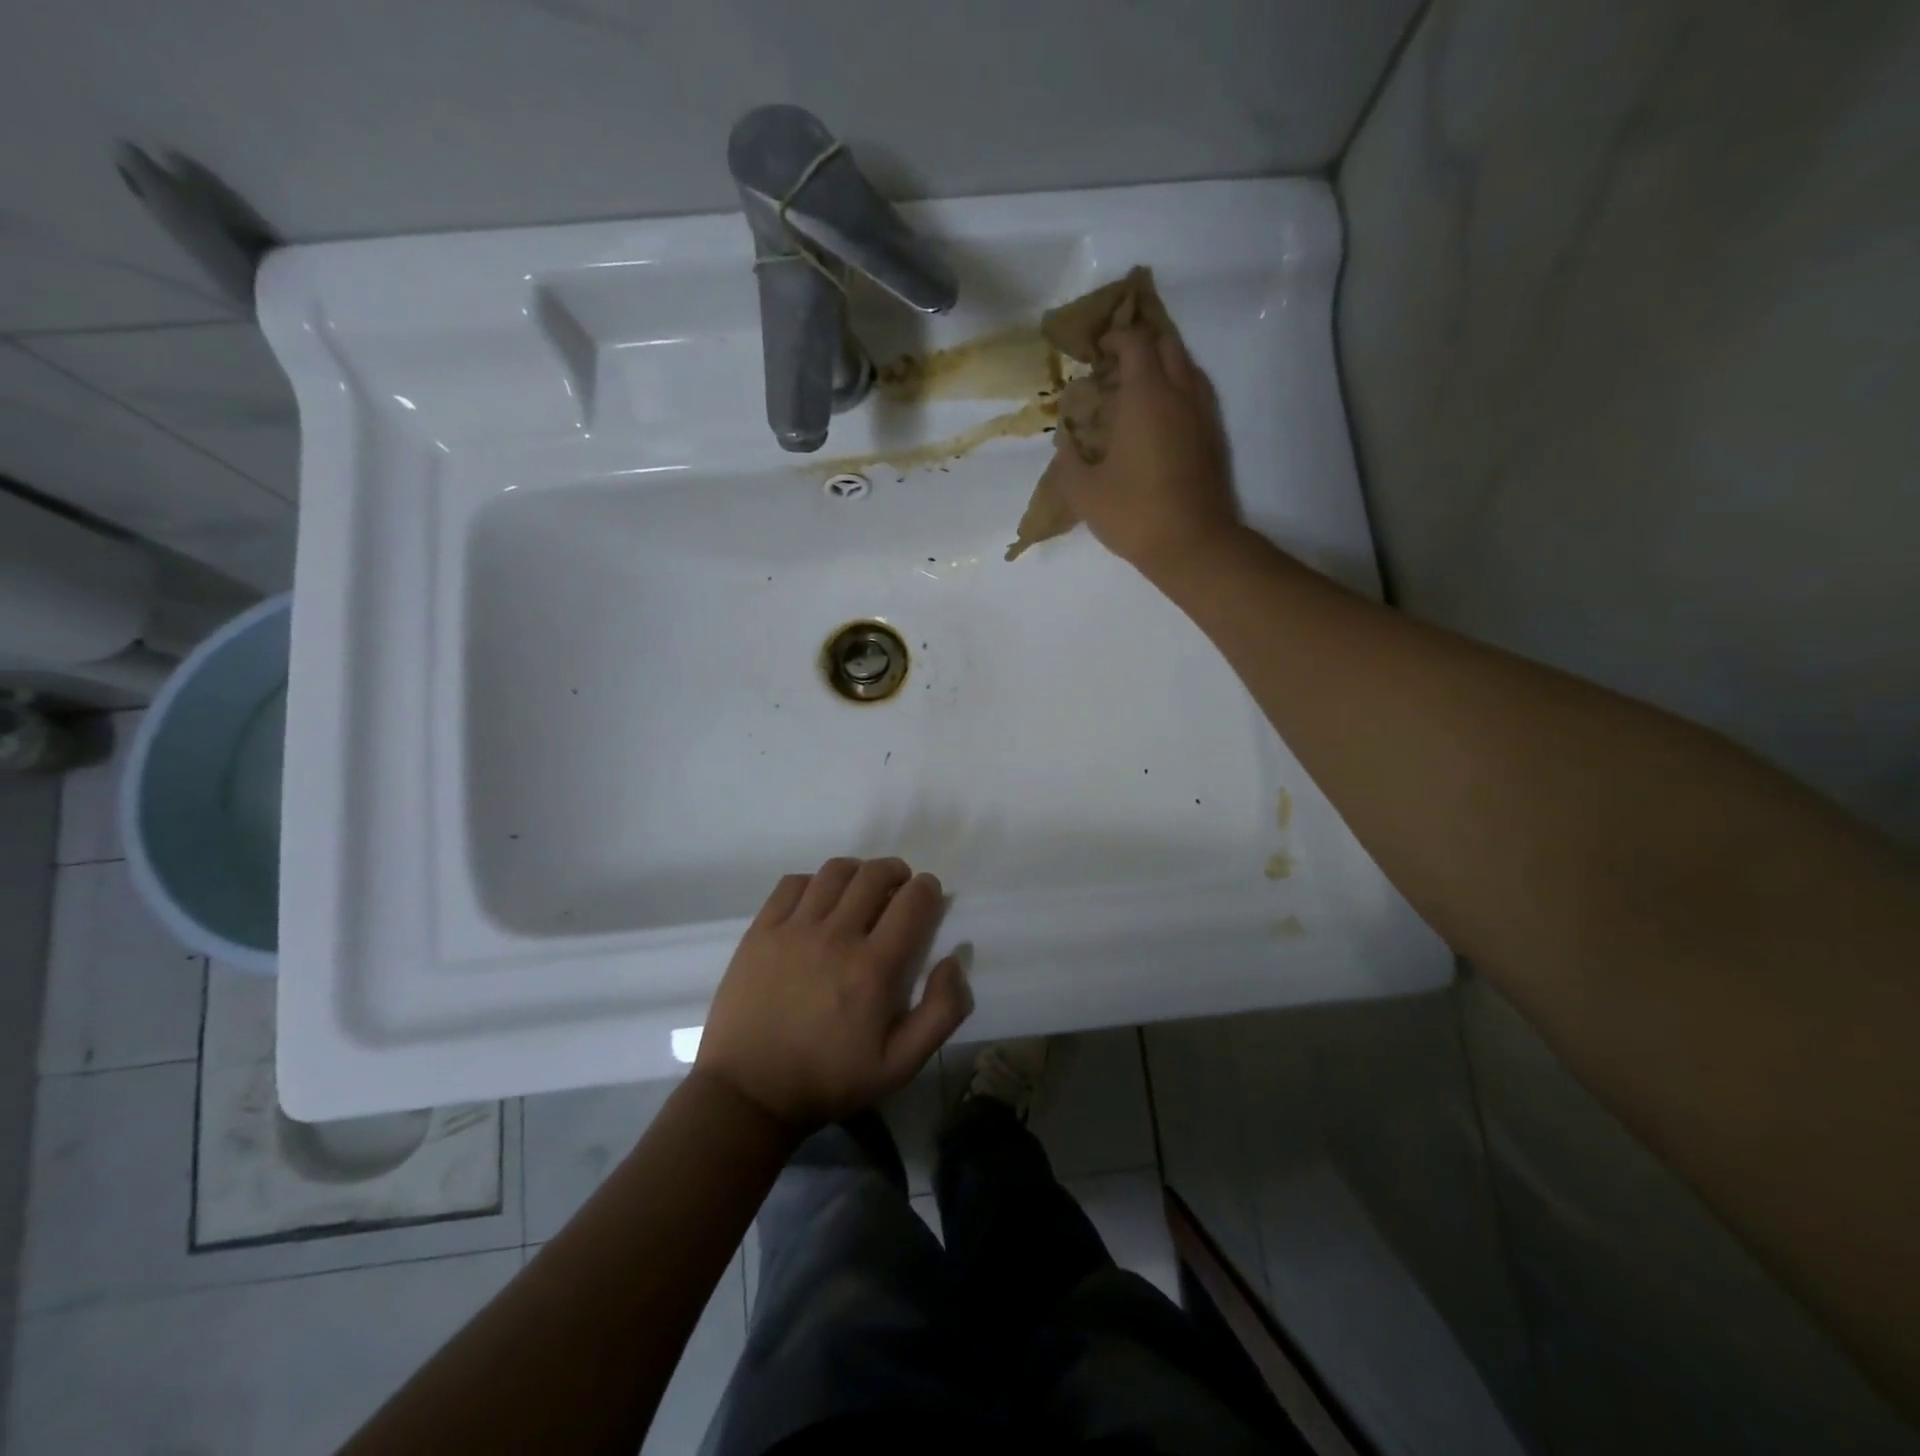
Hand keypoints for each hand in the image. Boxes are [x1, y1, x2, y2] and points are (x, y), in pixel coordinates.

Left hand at [696, 858, 971, 1130]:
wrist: (749, 1093)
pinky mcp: (761, 930)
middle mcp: (836, 936)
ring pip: (835, 872)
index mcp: (874, 967)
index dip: (928, 889)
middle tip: (899, 889)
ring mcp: (794, 929)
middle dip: (897, 873)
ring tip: (861, 889)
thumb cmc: (830, 1080)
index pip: (913, 901)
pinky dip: (814, 881)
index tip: (928, 896)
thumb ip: (942, 1011)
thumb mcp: (901, 1065)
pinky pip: (793, 883)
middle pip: (875, 875)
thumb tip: (954, 959)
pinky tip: (818, 901)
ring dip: (858, 872)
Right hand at [1049, 325, 1240, 576]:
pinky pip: (1196, 396)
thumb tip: (1066, 441)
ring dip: (1163, 368)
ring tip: (1136, 390)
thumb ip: (1068, 460)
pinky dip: (1177, 393)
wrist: (1193, 545)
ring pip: (1187, 369)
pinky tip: (1158, 420)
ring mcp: (1202, 416)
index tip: (1096, 351)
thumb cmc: (1134, 514)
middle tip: (1116, 366)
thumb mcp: (1084, 492)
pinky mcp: (1213, 439)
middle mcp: (1180, 395)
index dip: (1114, 338)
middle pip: (1167, 345)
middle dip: (1142, 345)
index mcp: (1146, 396)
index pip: (1135, 343)